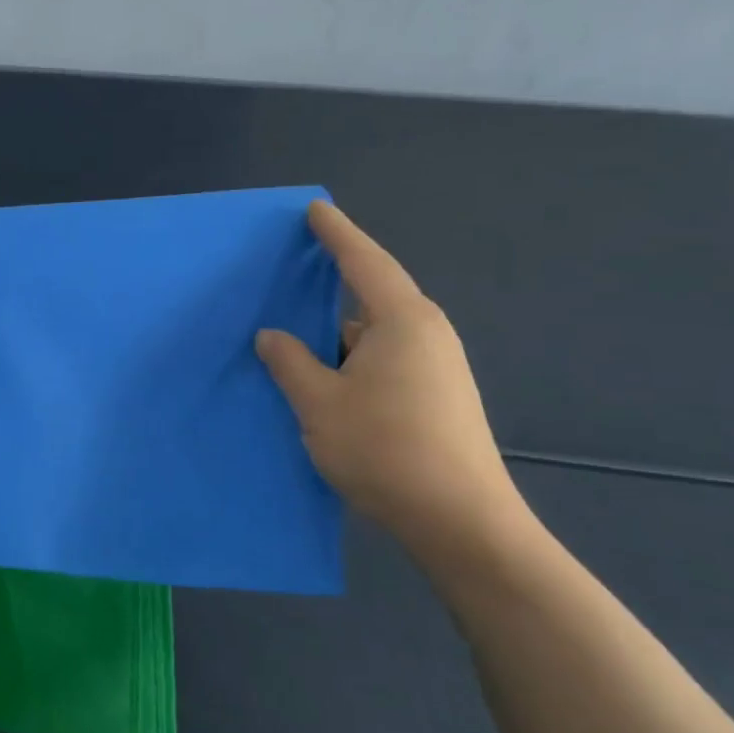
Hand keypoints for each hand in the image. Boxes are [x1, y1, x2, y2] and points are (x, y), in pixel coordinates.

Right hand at [256, 200, 522, 559]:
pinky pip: (384, 358)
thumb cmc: (385, 449)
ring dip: (336, 333)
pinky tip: (325, 379)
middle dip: (332, 284)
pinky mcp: (437, 396)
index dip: (335, 233)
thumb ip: (289, 361)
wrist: (461, 522)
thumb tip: (272, 335)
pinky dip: (351, 358)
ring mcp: (437, 367)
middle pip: (372, 294)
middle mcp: (426, 334)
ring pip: (374, 333)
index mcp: (402, 321)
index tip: (313, 210)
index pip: (364, 261)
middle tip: (291, 276)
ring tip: (294, 338)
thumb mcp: (319, 403)